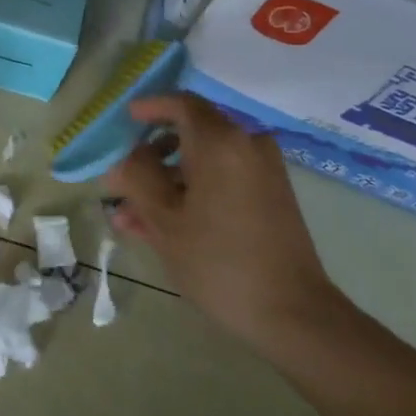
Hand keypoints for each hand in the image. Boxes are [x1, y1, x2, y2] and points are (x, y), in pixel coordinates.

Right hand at [103, 93, 349, 351]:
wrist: (292, 311)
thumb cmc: (219, 262)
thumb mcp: (165, 221)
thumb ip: (137, 180)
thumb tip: (123, 160)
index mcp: (221, 142)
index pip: (181, 103)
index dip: (150, 107)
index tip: (125, 120)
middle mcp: (247, 144)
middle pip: (192, 132)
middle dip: (152, 154)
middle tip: (123, 179)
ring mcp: (263, 169)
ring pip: (205, 160)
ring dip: (168, 179)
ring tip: (133, 216)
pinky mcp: (271, 194)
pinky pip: (223, 177)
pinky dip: (194, 190)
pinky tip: (164, 224)